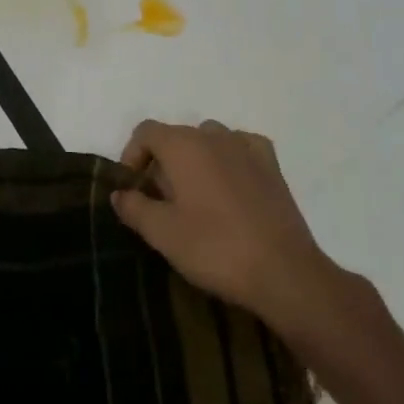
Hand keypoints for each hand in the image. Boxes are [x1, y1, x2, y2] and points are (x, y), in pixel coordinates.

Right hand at [112, 119, 355, 331]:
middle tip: (160, 201)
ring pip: (209, 140)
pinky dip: (229, 158)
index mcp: (183, 146)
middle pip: (176, 135)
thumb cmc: (215, 249)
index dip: (132, 155)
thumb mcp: (162, 234)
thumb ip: (134, 207)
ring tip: (195, 196)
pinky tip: (230, 185)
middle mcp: (214, 136)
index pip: (146, 131)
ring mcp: (247, 148)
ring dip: (195, 159)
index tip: (133, 189)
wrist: (284, 272)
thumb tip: (120, 193)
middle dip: (162, 162)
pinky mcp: (272, 166)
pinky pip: (241, 148)